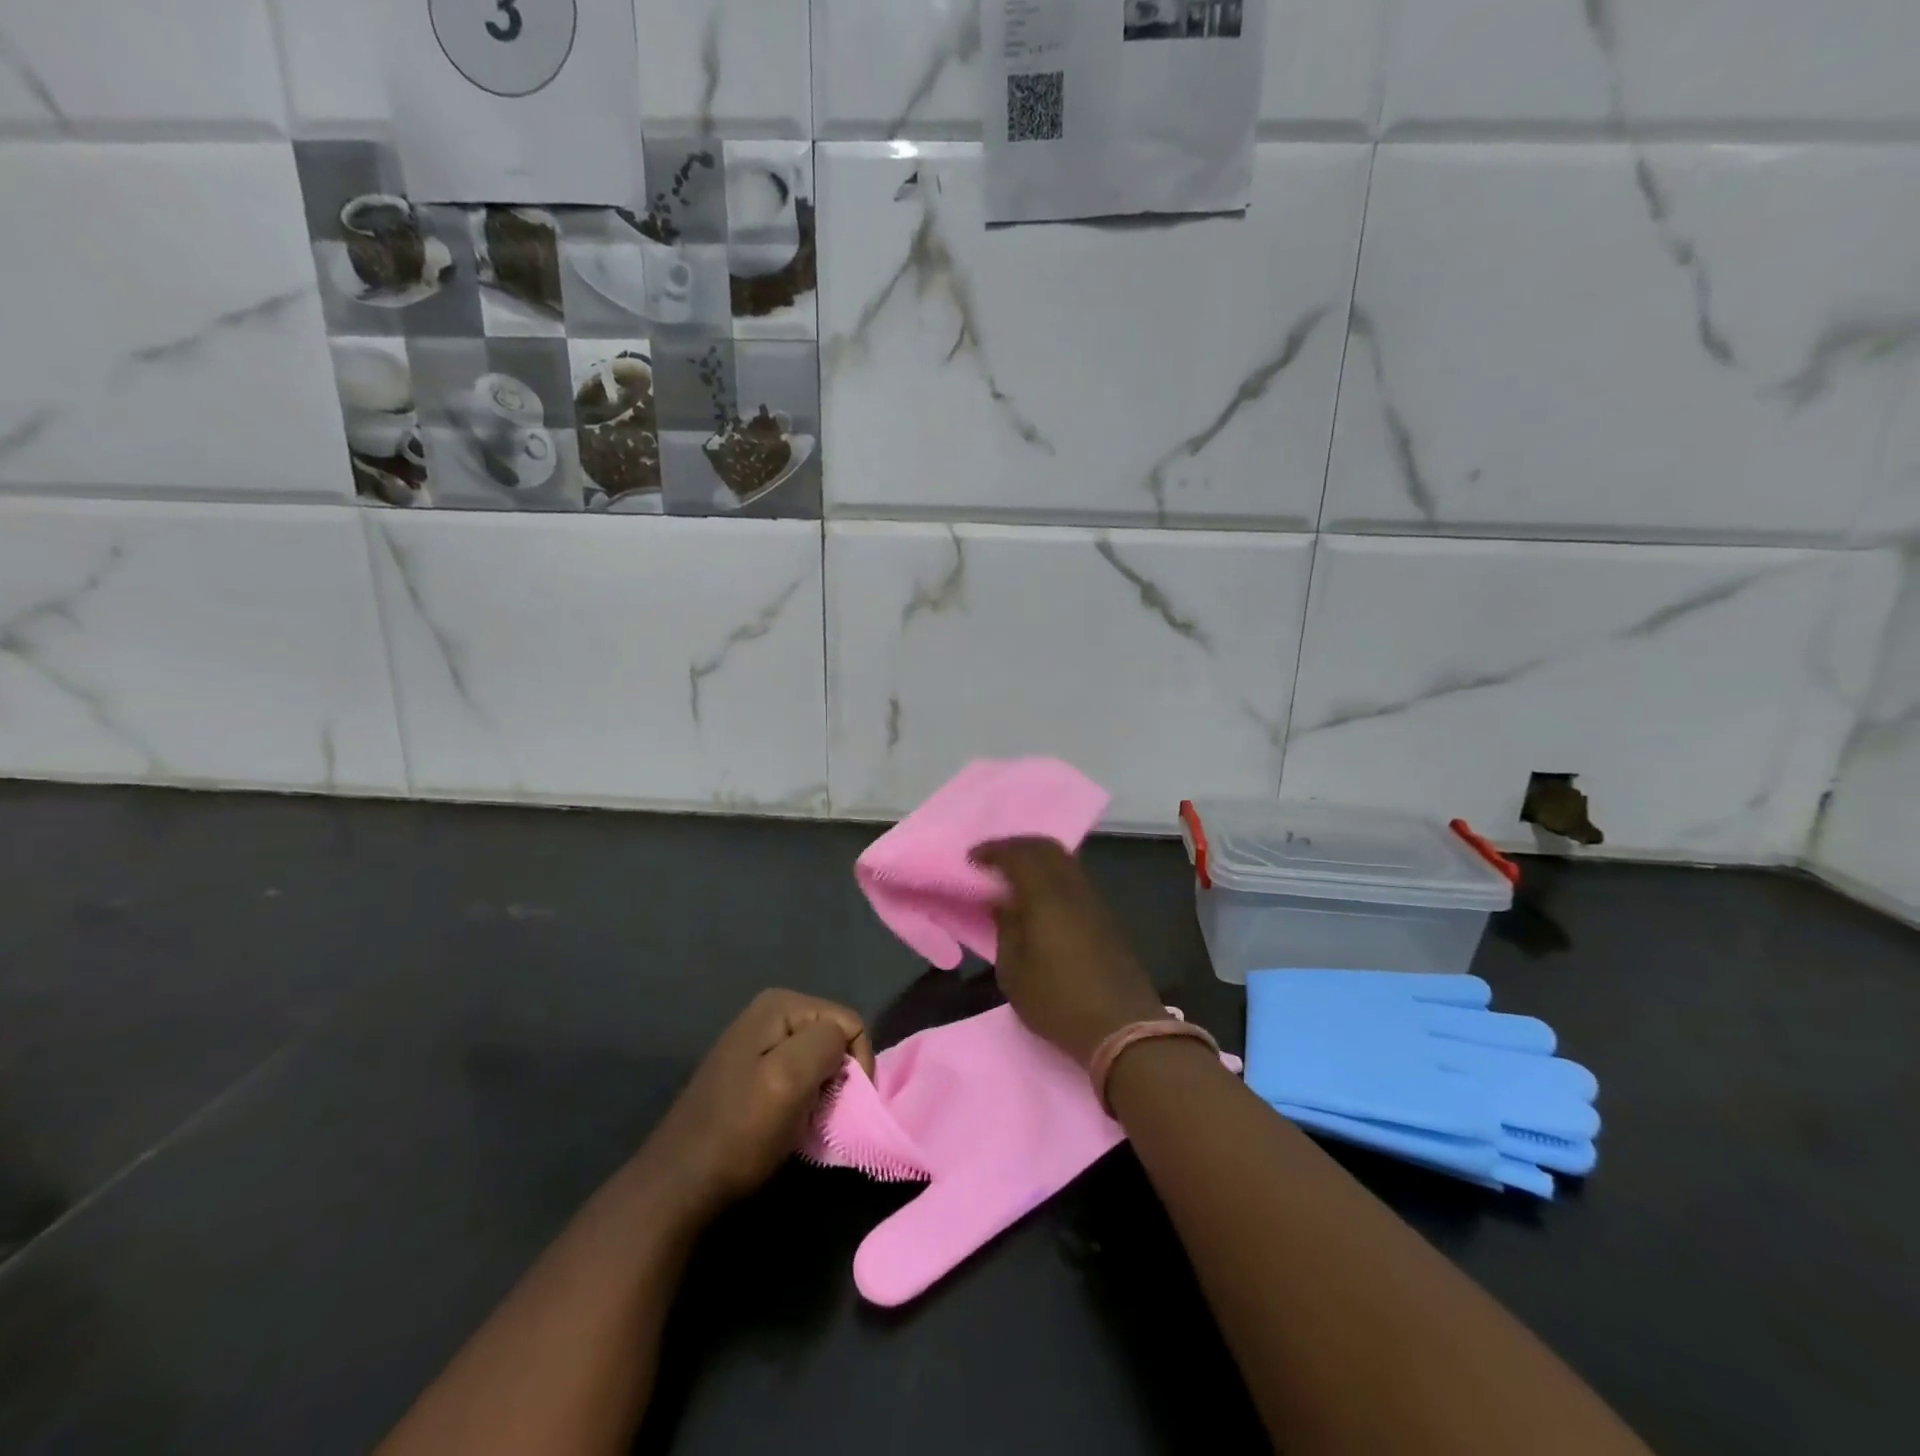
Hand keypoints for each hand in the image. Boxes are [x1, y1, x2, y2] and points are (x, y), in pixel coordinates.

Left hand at [644, 989, 873, 1222]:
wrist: (680, 1184)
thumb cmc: (739, 1131)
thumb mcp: (790, 1078)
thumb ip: (827, 1043)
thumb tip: (843, 1042)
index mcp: (780, 1003)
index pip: (849, 1023)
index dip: (856, 1064)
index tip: (840, 1104)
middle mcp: (770, 1011)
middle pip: (834, 1037)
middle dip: (837, 1075)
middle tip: (821, 1113)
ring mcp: (759, 1041)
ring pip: (819, 1059)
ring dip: (821, 1090)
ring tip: (805, 1120)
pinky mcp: (753, 1070)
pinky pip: (799, 1074)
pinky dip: (804, 1098)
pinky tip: (790, 1121)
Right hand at [971, 838, 1165, 1065]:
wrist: (1122, 1027)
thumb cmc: (1058, 1002)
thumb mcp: (1014, 972)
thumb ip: (1006, 928)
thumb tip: (1003, 901)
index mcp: (1047, 896)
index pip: (1019, 855)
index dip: (993, 851)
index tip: (972, 859)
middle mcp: (1073, 888)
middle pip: (1046, 848)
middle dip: (1016, 846)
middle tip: (993, 860)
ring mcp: (1094, 901)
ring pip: (1064, 861)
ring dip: (1037, 859)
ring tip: (1013, 877)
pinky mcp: (1105, 916)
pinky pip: (1074, 878)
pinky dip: (1052, 875)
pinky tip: (1039, 896)